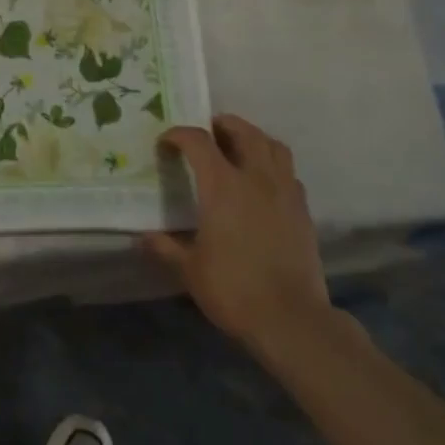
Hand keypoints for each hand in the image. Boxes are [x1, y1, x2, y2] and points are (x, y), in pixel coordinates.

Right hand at [143, 114, 331, 360]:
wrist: (291, 319)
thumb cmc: (234, 289)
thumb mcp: (190, 269)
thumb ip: (165, 247)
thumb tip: (142, 237)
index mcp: (222, 185)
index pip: (198, 141)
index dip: (178, 135)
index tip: (166, 143)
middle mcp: (255, 178)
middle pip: (243, 131)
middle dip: (221, 125)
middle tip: (206, 134)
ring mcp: (284, 191)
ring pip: (273, 145)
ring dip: (253, 137)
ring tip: (238, 148)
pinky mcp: (303, 210)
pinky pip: (288, 172)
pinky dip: (272, 165)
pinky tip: (263, 183)